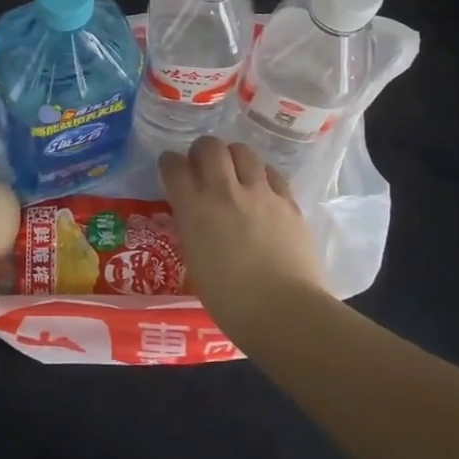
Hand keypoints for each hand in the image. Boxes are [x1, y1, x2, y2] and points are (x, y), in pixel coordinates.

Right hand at [159, 137, 327, 327]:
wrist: (282, 310)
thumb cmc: (229, 300)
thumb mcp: (195, 259)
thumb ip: (193, 228)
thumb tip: (195, 215)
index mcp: (193, 209)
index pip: (173, 166)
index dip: (170, 163)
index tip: (171, 168)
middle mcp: (224, 191)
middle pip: (210, 147)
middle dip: (202, 150)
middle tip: (203, 164)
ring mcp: (260, 193)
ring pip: (243, 151)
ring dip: (233, 156)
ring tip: (234, 170)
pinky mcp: (288, 201)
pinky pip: (271, 173)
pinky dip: (261, 174)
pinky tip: (262, 188)